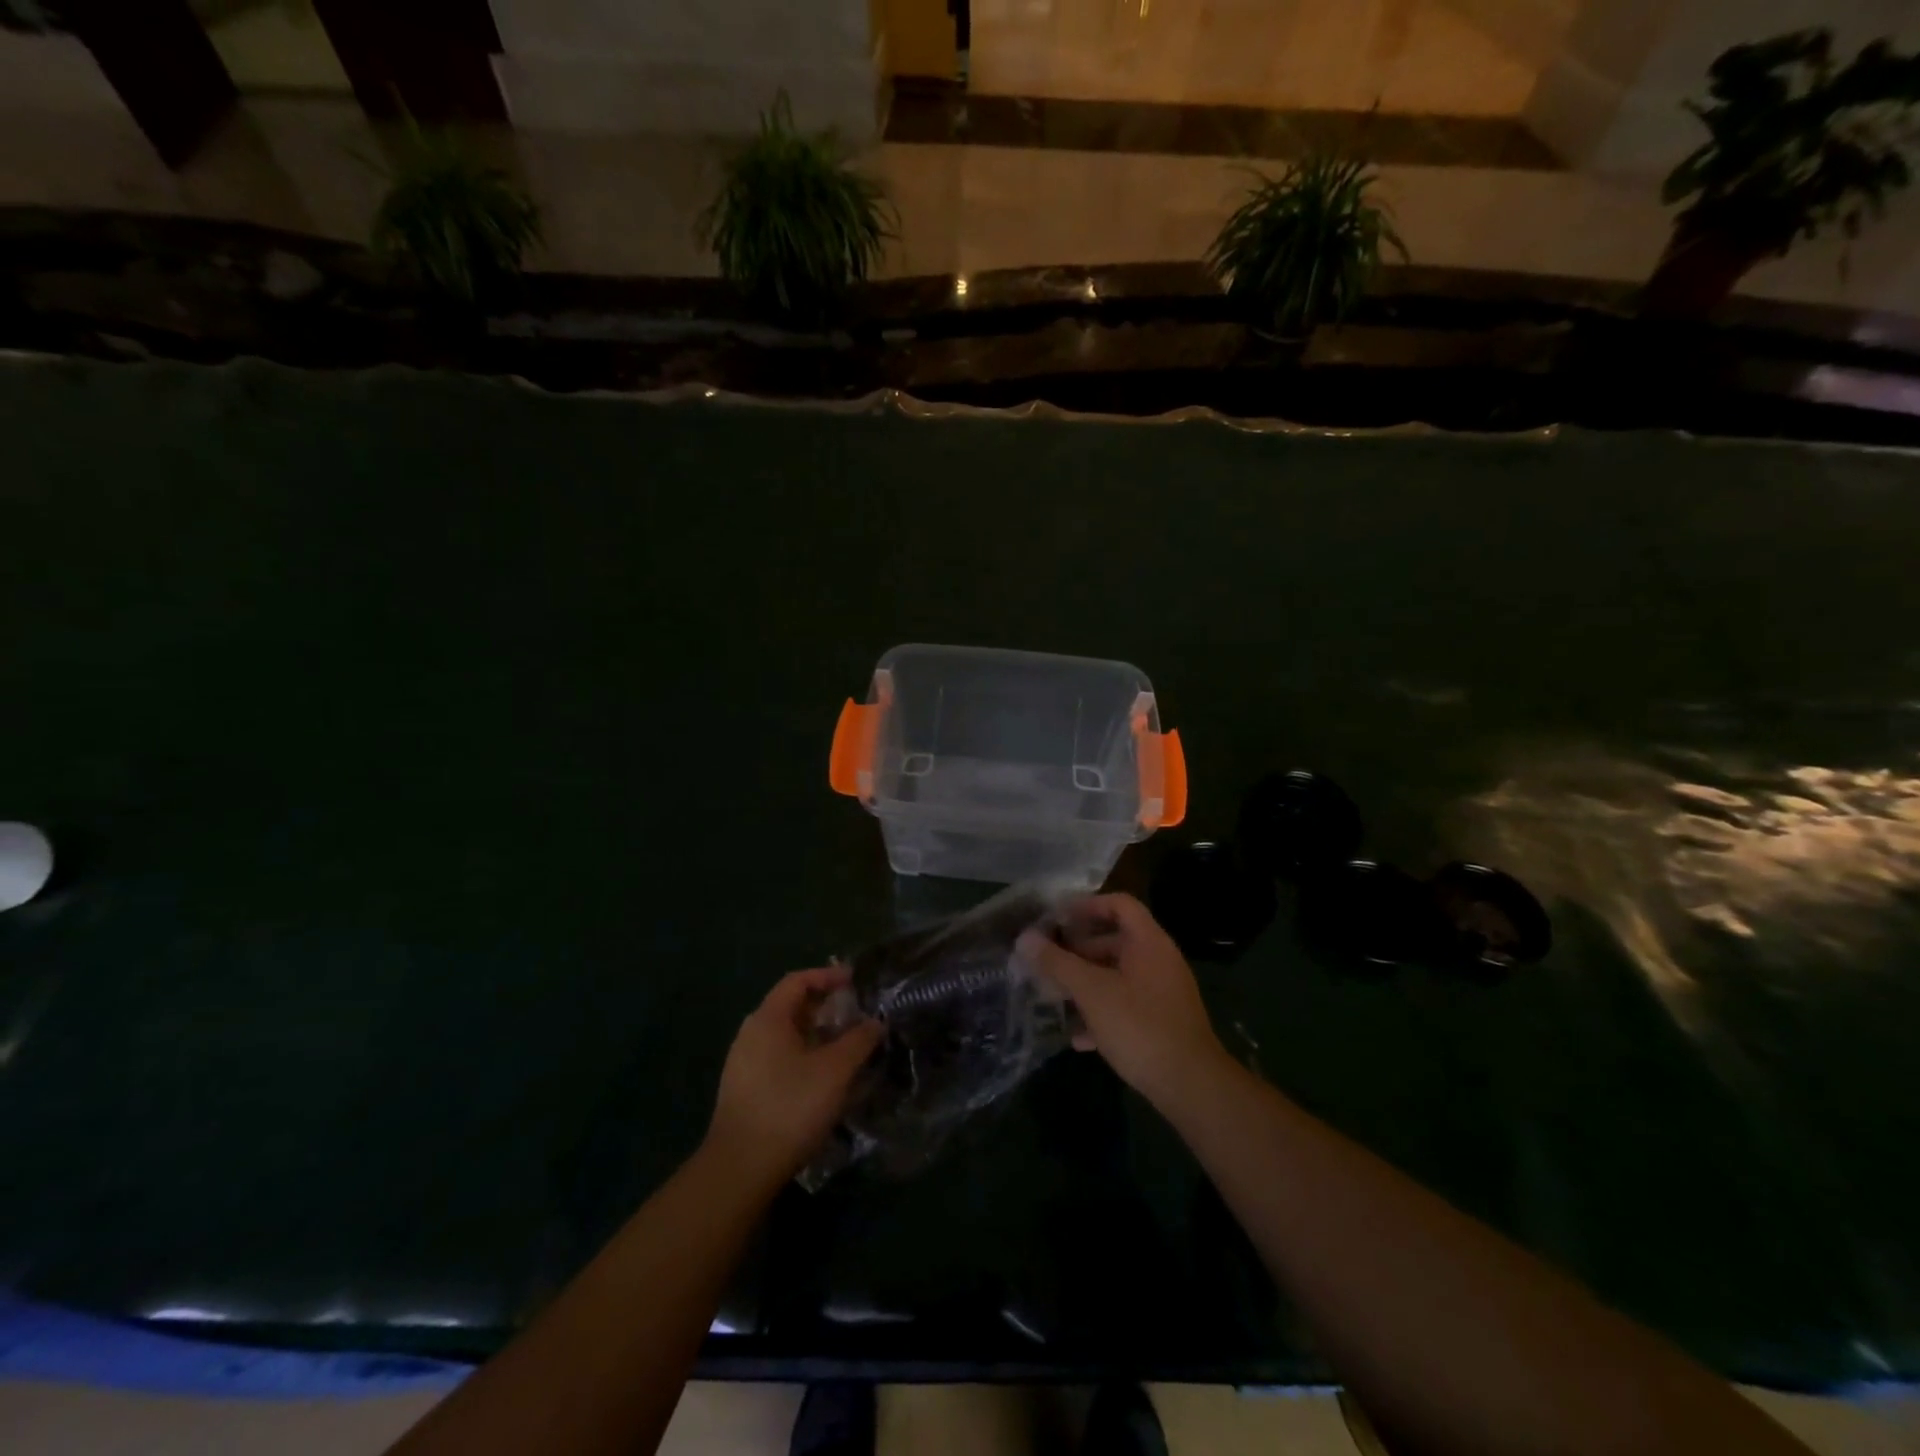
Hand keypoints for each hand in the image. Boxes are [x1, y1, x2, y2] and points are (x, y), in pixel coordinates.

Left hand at [705, 966, 882, 1189]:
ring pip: (786, 1036)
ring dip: (818, 1035)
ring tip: (847, 1047)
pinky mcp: (745, 1091)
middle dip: (826, 1007)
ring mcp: (744, 1064)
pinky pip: (779, 1059)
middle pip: (791, 1007)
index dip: (828, 976)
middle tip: (857, 1015)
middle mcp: (751, 1034)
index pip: (798, 980)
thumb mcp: (835, 1071)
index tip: (856, 981)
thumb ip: (859, 1041)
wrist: (740, 1169)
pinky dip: (805, 1056)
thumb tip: (876, 1022)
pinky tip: (825, 1079)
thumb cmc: (790, 1107)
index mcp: (768, 1019)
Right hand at [1018, 893, 1229, 1111]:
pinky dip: (1102, 1012)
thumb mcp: (1092, 991)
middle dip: (1078, 949)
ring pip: (1118, 976)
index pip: (1119, 904)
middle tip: (1047, 960)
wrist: (1191, 1087)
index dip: (1087, 905)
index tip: (1056, 918)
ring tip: (1054, 995)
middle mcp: (1160, 961)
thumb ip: (1058, 963)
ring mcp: (1163, 993)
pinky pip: (1126, 1005)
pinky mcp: (1162, 1023)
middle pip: (1115, 940)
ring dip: (1086, 982)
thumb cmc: (1140, 1026)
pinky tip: (1078, 1036)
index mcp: (1149, 942)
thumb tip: (1025, 938)